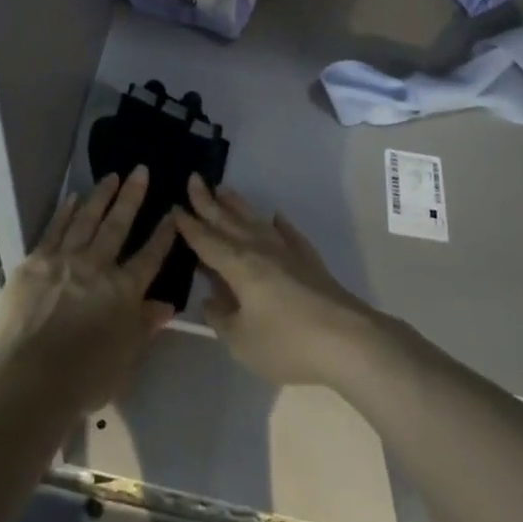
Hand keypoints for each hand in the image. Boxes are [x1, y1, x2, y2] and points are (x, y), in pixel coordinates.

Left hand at [0, 167, 177, 411]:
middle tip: (140, 170)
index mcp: (124, 291)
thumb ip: (145, 325)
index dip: (163, 233)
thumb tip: (166, 304)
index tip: (173, 210)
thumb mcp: (125, 358)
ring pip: (87, 219)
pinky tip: (73, 197)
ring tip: (112, 175)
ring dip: (101, 196)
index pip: (150, 256)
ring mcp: (65, 260)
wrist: (30, 380)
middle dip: (132, 197)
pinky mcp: (36, 262)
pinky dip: (65, 212)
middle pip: (118, 225)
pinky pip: (54, 230)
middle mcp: (98, 266)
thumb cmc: (84, 378)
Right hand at [176, 174, 382, 386]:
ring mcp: (287, 252)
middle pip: (228, 221)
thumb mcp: (241, 341)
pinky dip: (280, 225)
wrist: (347, 339)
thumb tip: (210, 299)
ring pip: (255, 221)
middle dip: (208, 202)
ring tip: (224, 188)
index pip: (207, 241)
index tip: (174, 207)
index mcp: (238, 265)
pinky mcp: (309, 261)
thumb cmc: (287, 342)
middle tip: (193, 179)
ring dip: (238, 205)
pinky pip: (289, 235)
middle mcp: (259, 249)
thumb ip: (221, 318)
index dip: (189, 226)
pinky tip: (276, 218)